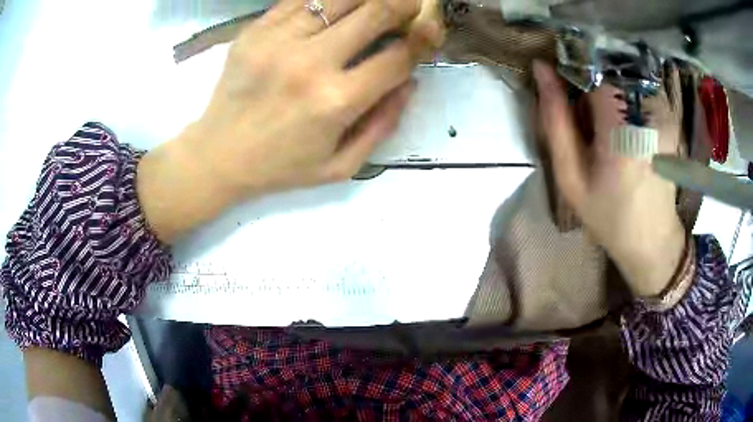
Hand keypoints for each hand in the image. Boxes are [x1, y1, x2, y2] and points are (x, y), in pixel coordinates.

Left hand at [138, 0, 443, 242]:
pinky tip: (336, 7)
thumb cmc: (280, 167)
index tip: (432, 30)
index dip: (424, 39)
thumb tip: (410, 82)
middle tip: (412, 5)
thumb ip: (383, 125)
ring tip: (377, 3)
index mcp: (337, 101)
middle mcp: (311, 62)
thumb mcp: (340, 166)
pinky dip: (327, 0)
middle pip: (374, 13)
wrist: (217, 155)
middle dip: (403, 5)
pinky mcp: (255, 31)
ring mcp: (278, 40)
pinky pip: (301, 0)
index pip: (398, 57)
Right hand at [533, 62, 685, 297]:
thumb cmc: (608, 216)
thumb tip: (541, 69)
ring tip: (605, 122)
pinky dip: (625, 93)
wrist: (652, 240)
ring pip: (623, 72)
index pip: (593, 69)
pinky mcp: (669, 115)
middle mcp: (648, 113)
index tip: (563, 85)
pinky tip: (624, 122)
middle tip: (585, 114)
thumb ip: (555, 120)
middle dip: (590, 80)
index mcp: (621, 131)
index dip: (573, 69)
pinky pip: (639, 85)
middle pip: (608, 68)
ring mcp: (663, 111)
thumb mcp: (571, 177)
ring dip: (607, 86)